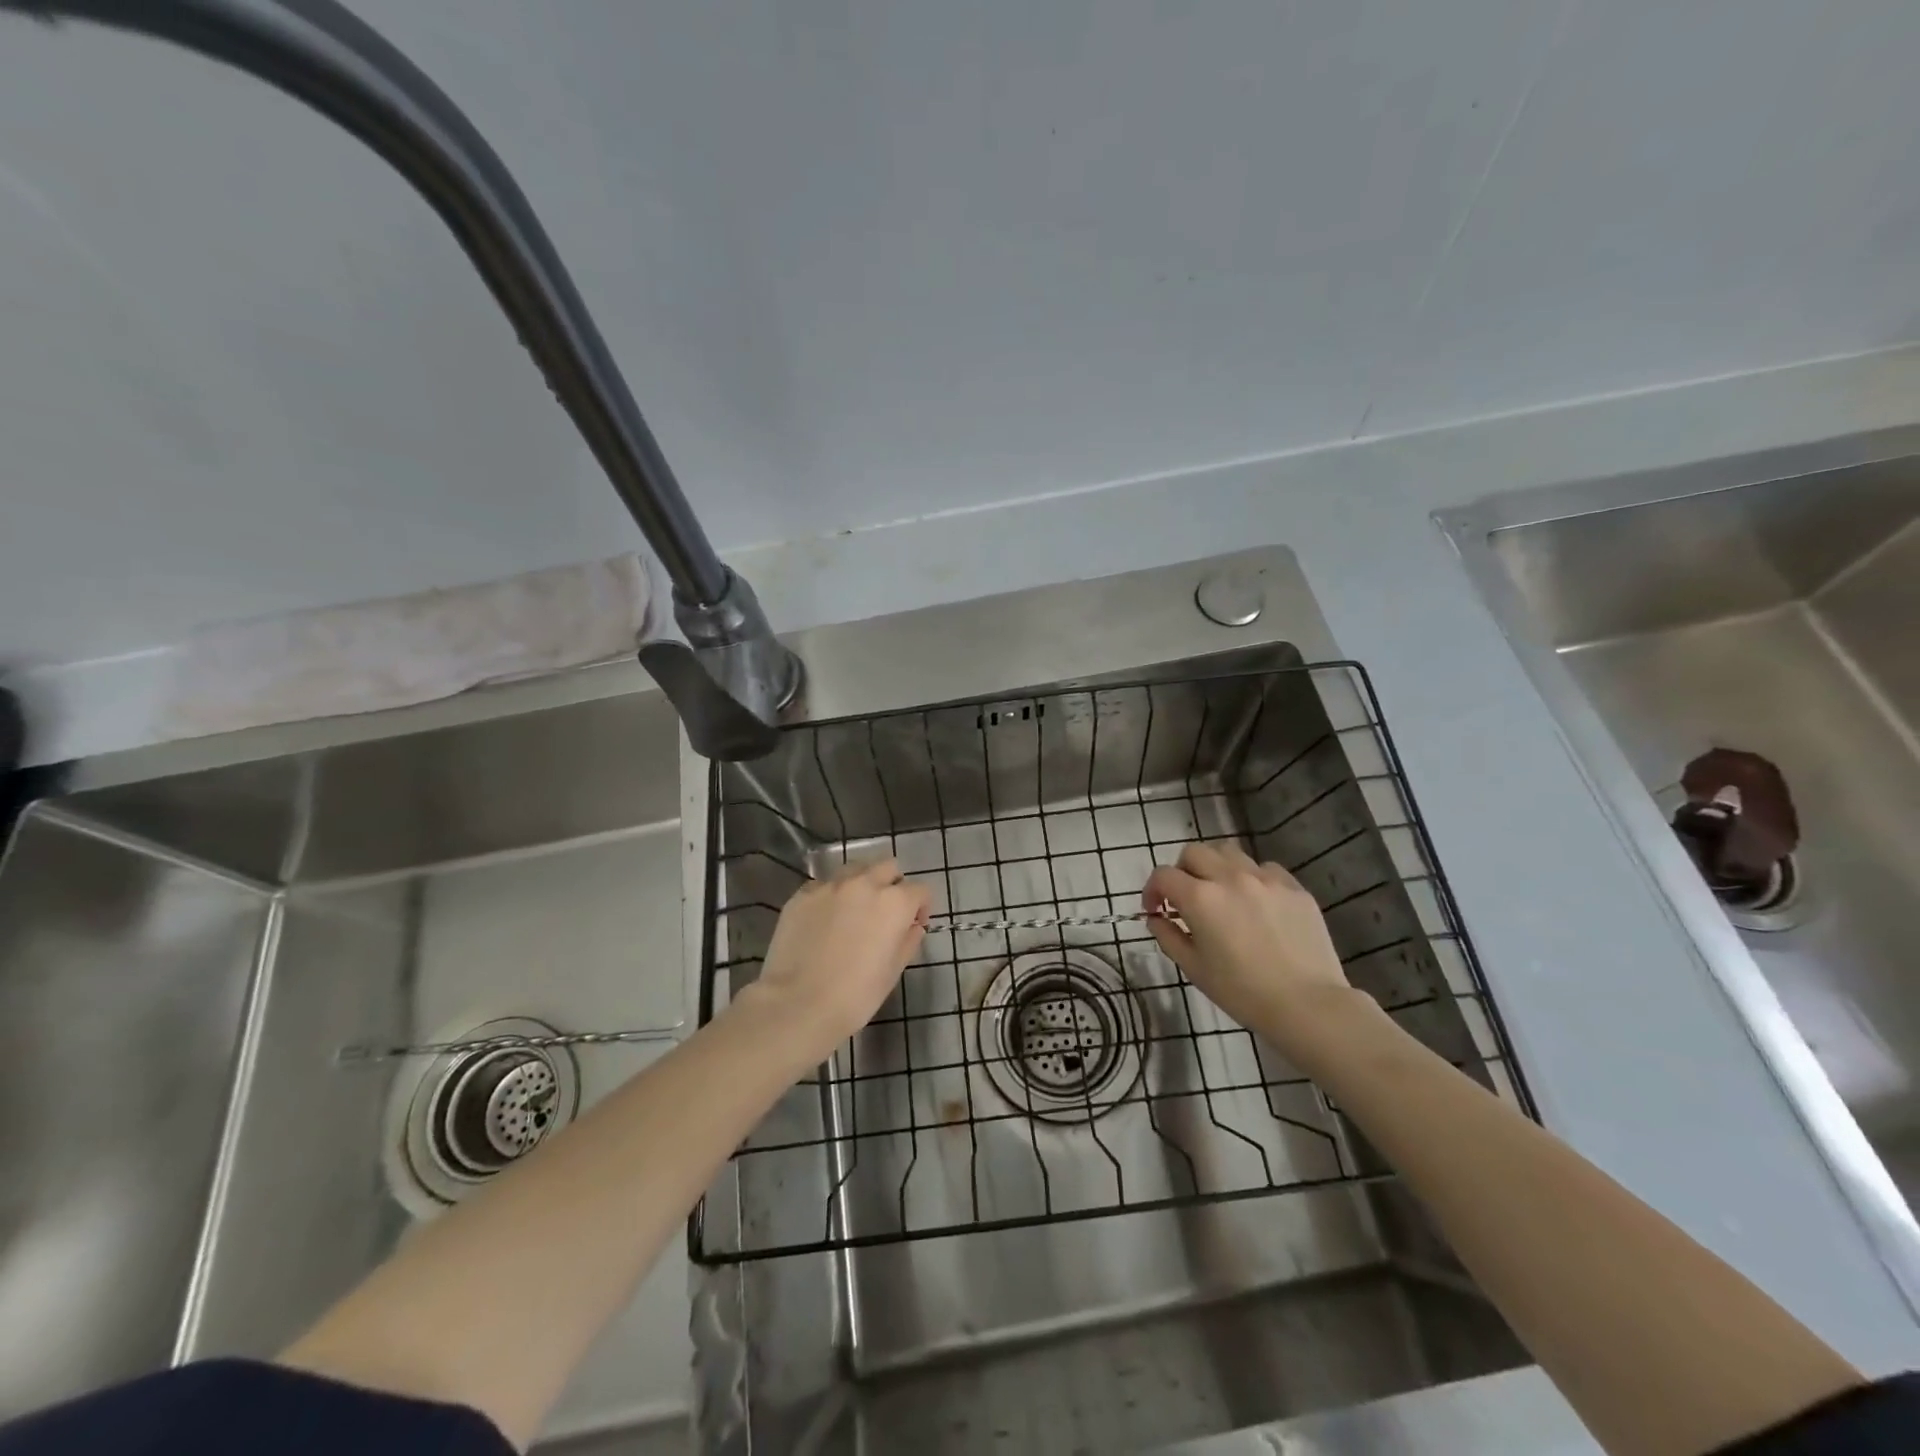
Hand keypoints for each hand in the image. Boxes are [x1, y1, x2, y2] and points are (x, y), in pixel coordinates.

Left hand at [747, 858, 930, 1061]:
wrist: (797, 1005)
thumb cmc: (855, 996)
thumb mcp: (893, 972)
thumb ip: (908, 941)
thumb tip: (912, 927)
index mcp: (894, 903)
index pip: (920, 890)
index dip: (921, 907)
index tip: (913, 925)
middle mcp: (864, 884)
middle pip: (888, 867)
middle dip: (892, 885)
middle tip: (884, 913)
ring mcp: (830, 886)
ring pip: (855, 870)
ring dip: (862, 884)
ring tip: (853, 911)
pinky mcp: (802, 895)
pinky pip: (824, 885)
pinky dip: (831, 896)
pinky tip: (823, 921)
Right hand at [1142, 842, 1359, 1057]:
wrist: (1308, 1005)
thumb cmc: (1242, 992)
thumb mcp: (1194, 968)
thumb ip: (1168, 936)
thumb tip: (1156, 917)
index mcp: (1200, 898)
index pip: (1163, 875)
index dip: (1152, 890)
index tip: (1156, 909)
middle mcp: (1230, 877)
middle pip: (1194, 852)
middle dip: (1182, 871)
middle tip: (1186, 898)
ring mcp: (1265, 879)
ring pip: (1229, 853)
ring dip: (1215, 867)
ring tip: (1221, 892)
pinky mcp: (1294, 887)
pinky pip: (1264, 868)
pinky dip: (1251, 878)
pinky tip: (1256, 902)